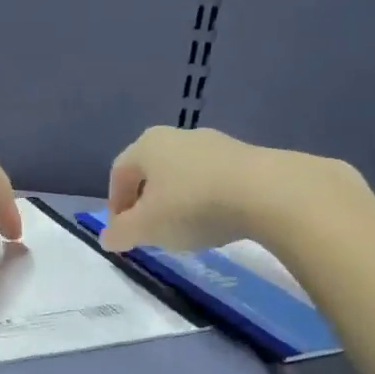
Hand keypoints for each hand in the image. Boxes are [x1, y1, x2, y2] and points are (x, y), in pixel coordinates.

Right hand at [100, 125, 369, 253]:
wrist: (268, 193)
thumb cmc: (193, 206)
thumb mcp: (147, 228)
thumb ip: (121, 233)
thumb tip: (107, 237)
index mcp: (147, 145)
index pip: (119, 173)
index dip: (115, 204)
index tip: (122, 233)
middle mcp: (178, 136)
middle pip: (151, 172)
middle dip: (146, 203)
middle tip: (150, 232)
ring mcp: (215, 143)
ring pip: (183, 175)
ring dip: (177, 202)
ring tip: (186, 231)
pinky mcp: (246, 157)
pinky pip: (214, 180)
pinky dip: (207, 200)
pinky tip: (217, 222)